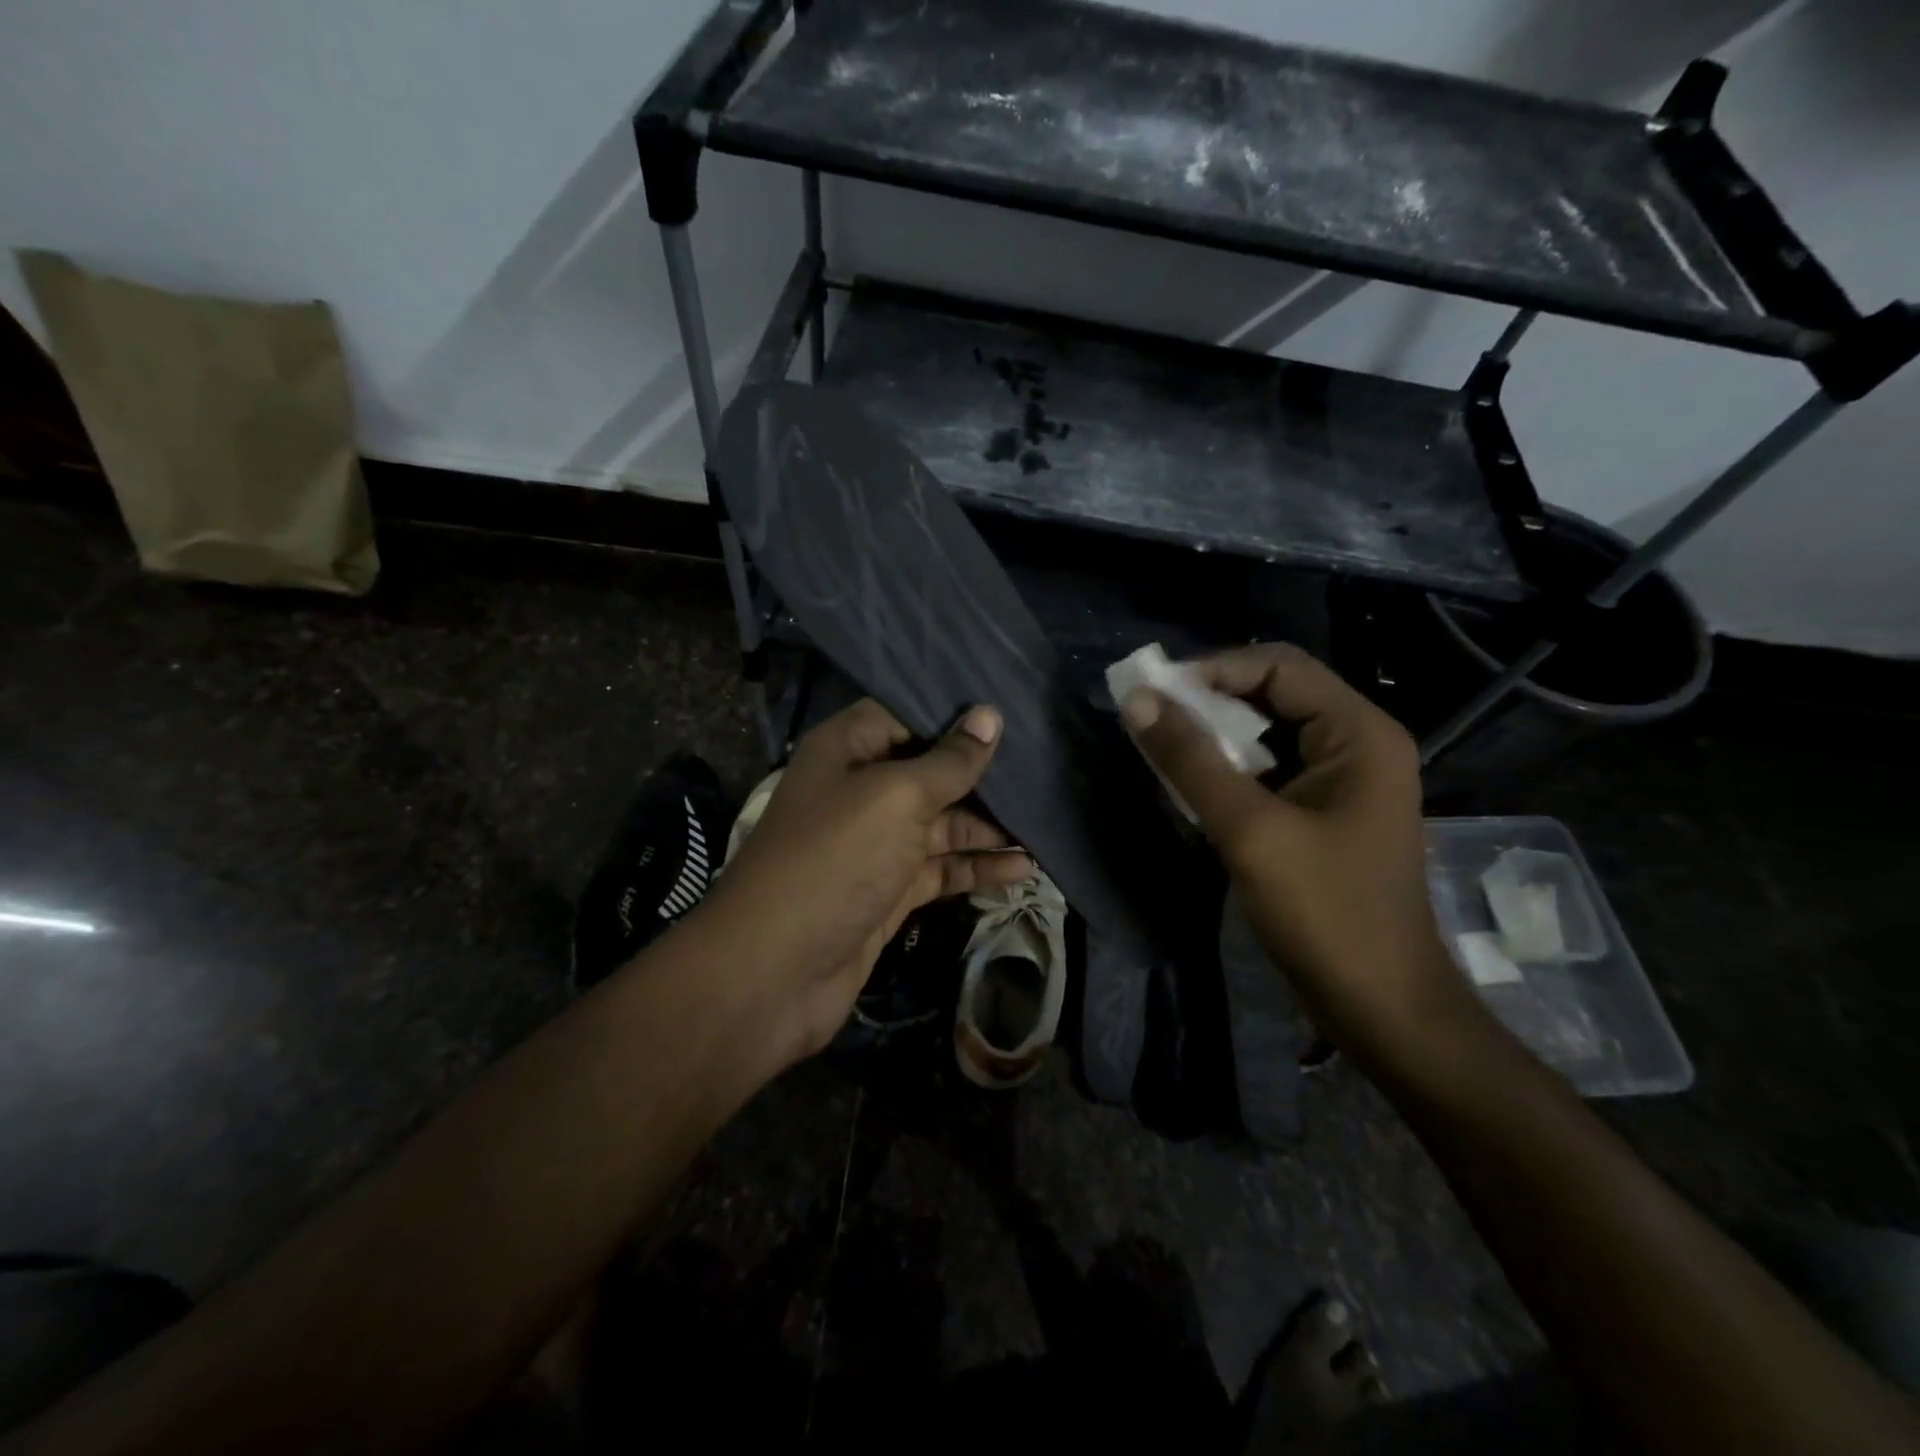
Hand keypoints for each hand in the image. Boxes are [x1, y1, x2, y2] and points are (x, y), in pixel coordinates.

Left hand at [696, 698, 1033, 1065]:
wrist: (775, 971)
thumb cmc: (834, 860)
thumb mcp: (895, 798)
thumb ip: (948, 762)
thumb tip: (989, 715)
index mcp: (847, 750)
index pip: (905, 713)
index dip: (953, 713)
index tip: (1010, 710)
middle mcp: (860, 790)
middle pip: (929, 770)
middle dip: (981, 773)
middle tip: (1044, 768)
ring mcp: (875, 844)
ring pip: (941, 823)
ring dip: (988, 827)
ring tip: (1043, 824)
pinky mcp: (889, 890)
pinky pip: (940, 868)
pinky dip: (977, 868)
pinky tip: (1022, 868)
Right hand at [1121, 644, 1471, 1068]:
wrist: (1381, 1008)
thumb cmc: (1326, 914)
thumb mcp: (1251, 831)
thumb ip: (1191, 762)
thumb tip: (1137, 700)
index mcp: (1359, 733)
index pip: (1280, 666)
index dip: (1213, 669)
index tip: (1154, 694)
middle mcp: (1356, 745)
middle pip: (1274, 694)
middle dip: (1209, 703)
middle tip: (1151, 720)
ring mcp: (1340, 782)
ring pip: (1266, 734)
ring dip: (1213, 738)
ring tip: (1162, 751)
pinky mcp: (1322, 814)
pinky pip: (1267, 772)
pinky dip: (1226, 772)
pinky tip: (1189, 789)